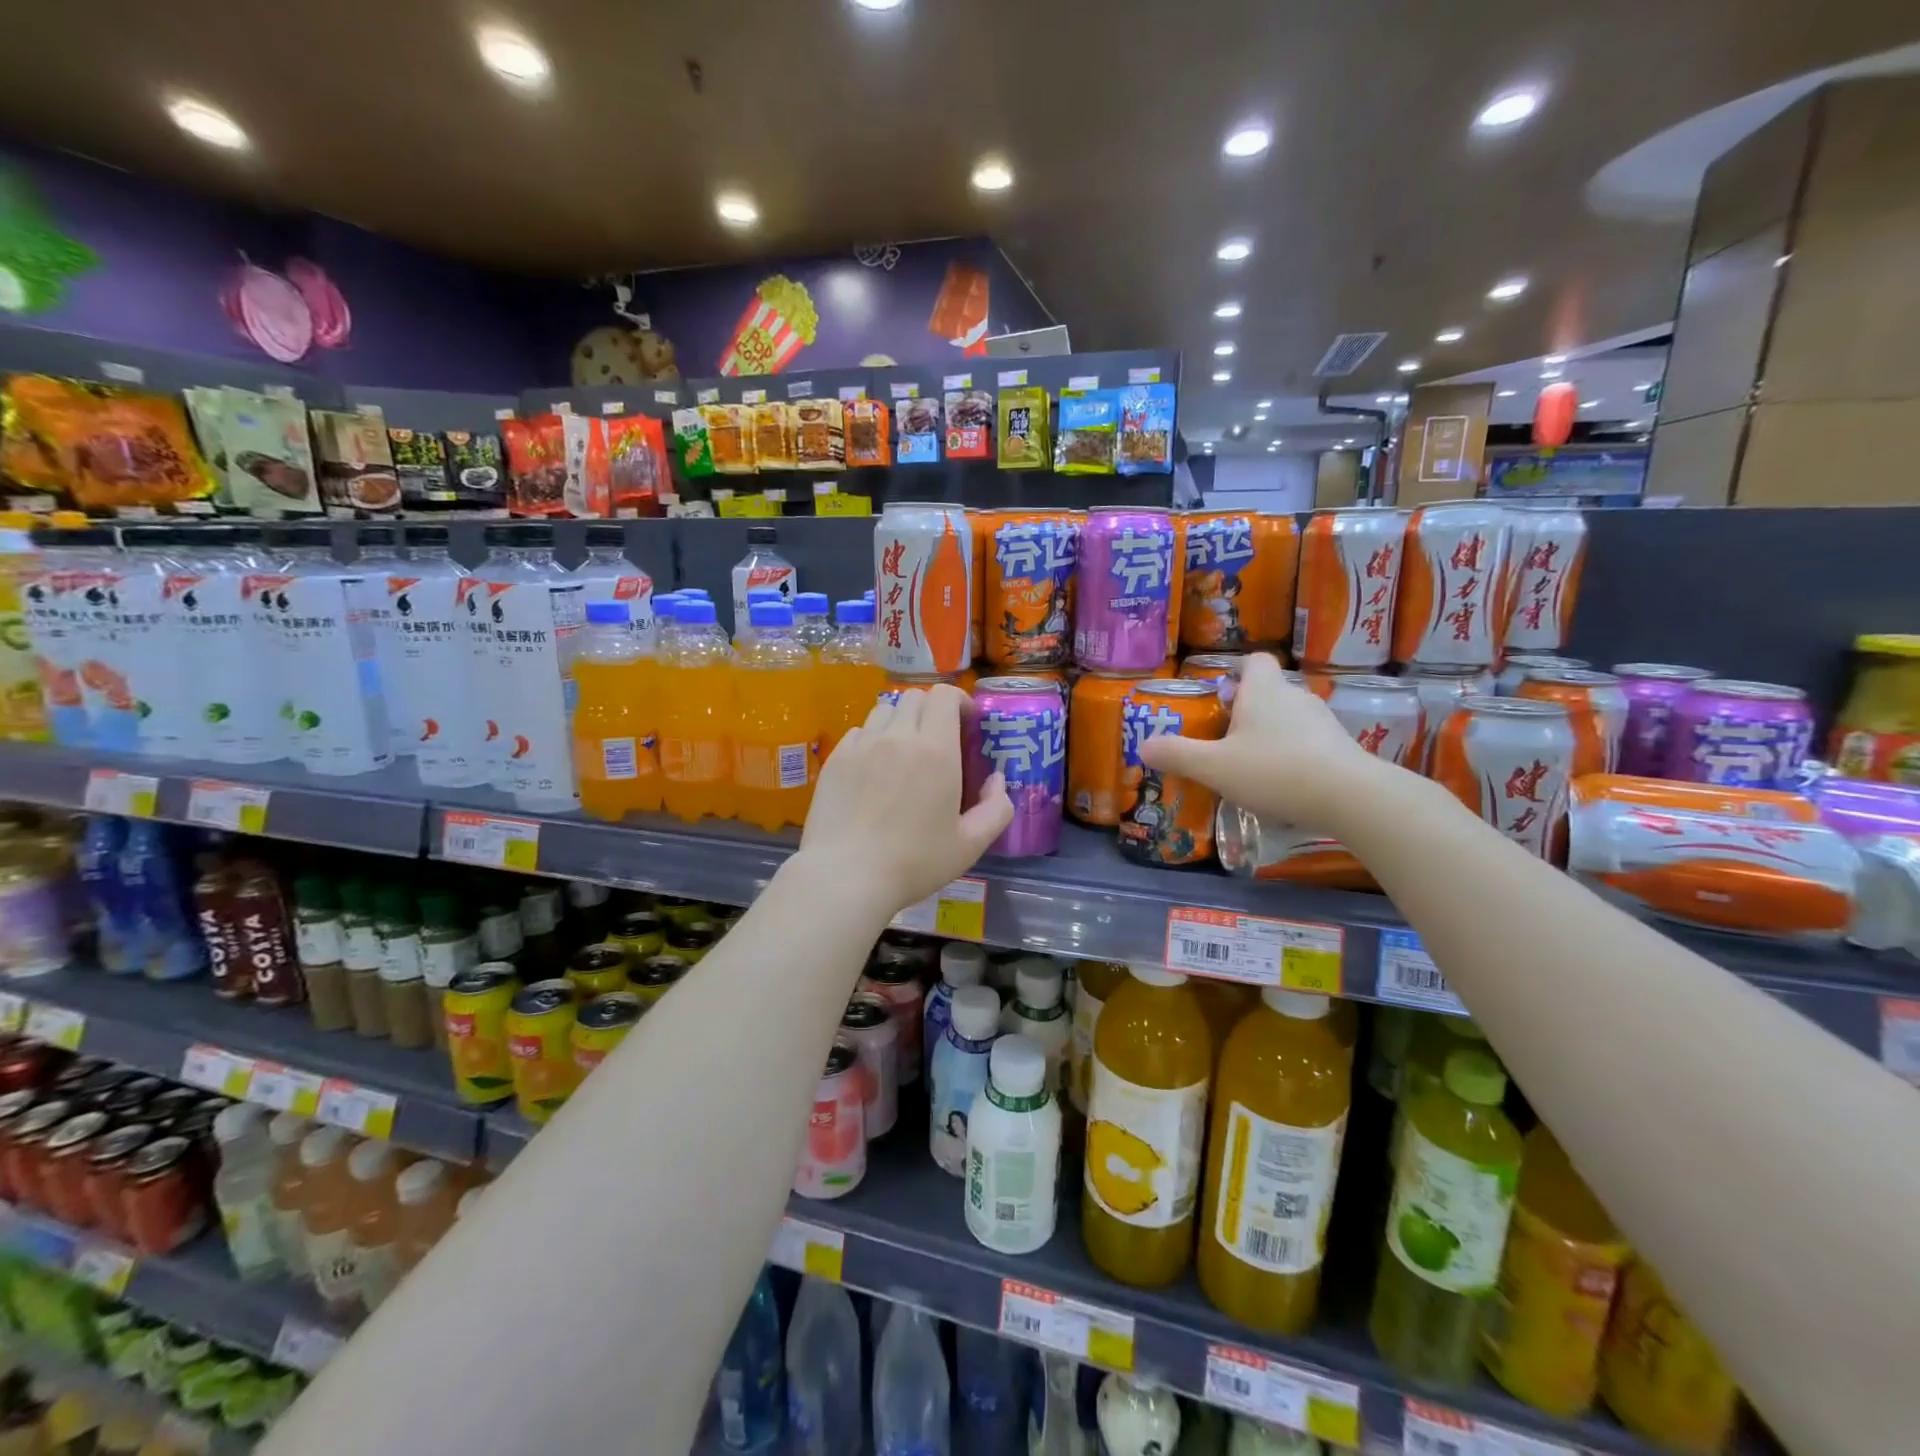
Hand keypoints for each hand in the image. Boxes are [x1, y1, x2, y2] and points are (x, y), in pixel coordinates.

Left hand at [798, 685, 1013, 915]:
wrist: (846, 875)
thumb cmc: (914, 862)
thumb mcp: (970, 844)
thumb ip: (997, 808)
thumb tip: (997, 780)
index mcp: (936, 749)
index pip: (944, 696)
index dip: (958, 701)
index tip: (965, 723)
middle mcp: (898, 736)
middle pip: (914, 697)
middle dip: (931, 710)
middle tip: (937, 740)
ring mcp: (862, 745)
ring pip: (884, 710)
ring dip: (900, 721)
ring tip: (904, 751)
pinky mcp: (836, 759)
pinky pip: (859, 732)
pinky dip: (872, 739)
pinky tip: (874, 768)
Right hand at [1136, 653, 1390, 828]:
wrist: (1349, 797)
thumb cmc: (1273, 770)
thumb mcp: (1214, 767)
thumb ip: (1177, 754)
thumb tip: (1143, 745)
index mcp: (1263, 691)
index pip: (1255, 661)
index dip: (1237, 671)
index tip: (1221, 693)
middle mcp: (1295, 697)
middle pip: (1269, 692)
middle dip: (1248, 711)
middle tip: (1225, 739)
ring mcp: (1323, 722)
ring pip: (1289, 719)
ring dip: (1272, 736)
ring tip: (1252, 767)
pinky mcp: (1342, 748)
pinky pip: (1309, 743)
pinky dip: (1294, 756)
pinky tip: (1283, 785)